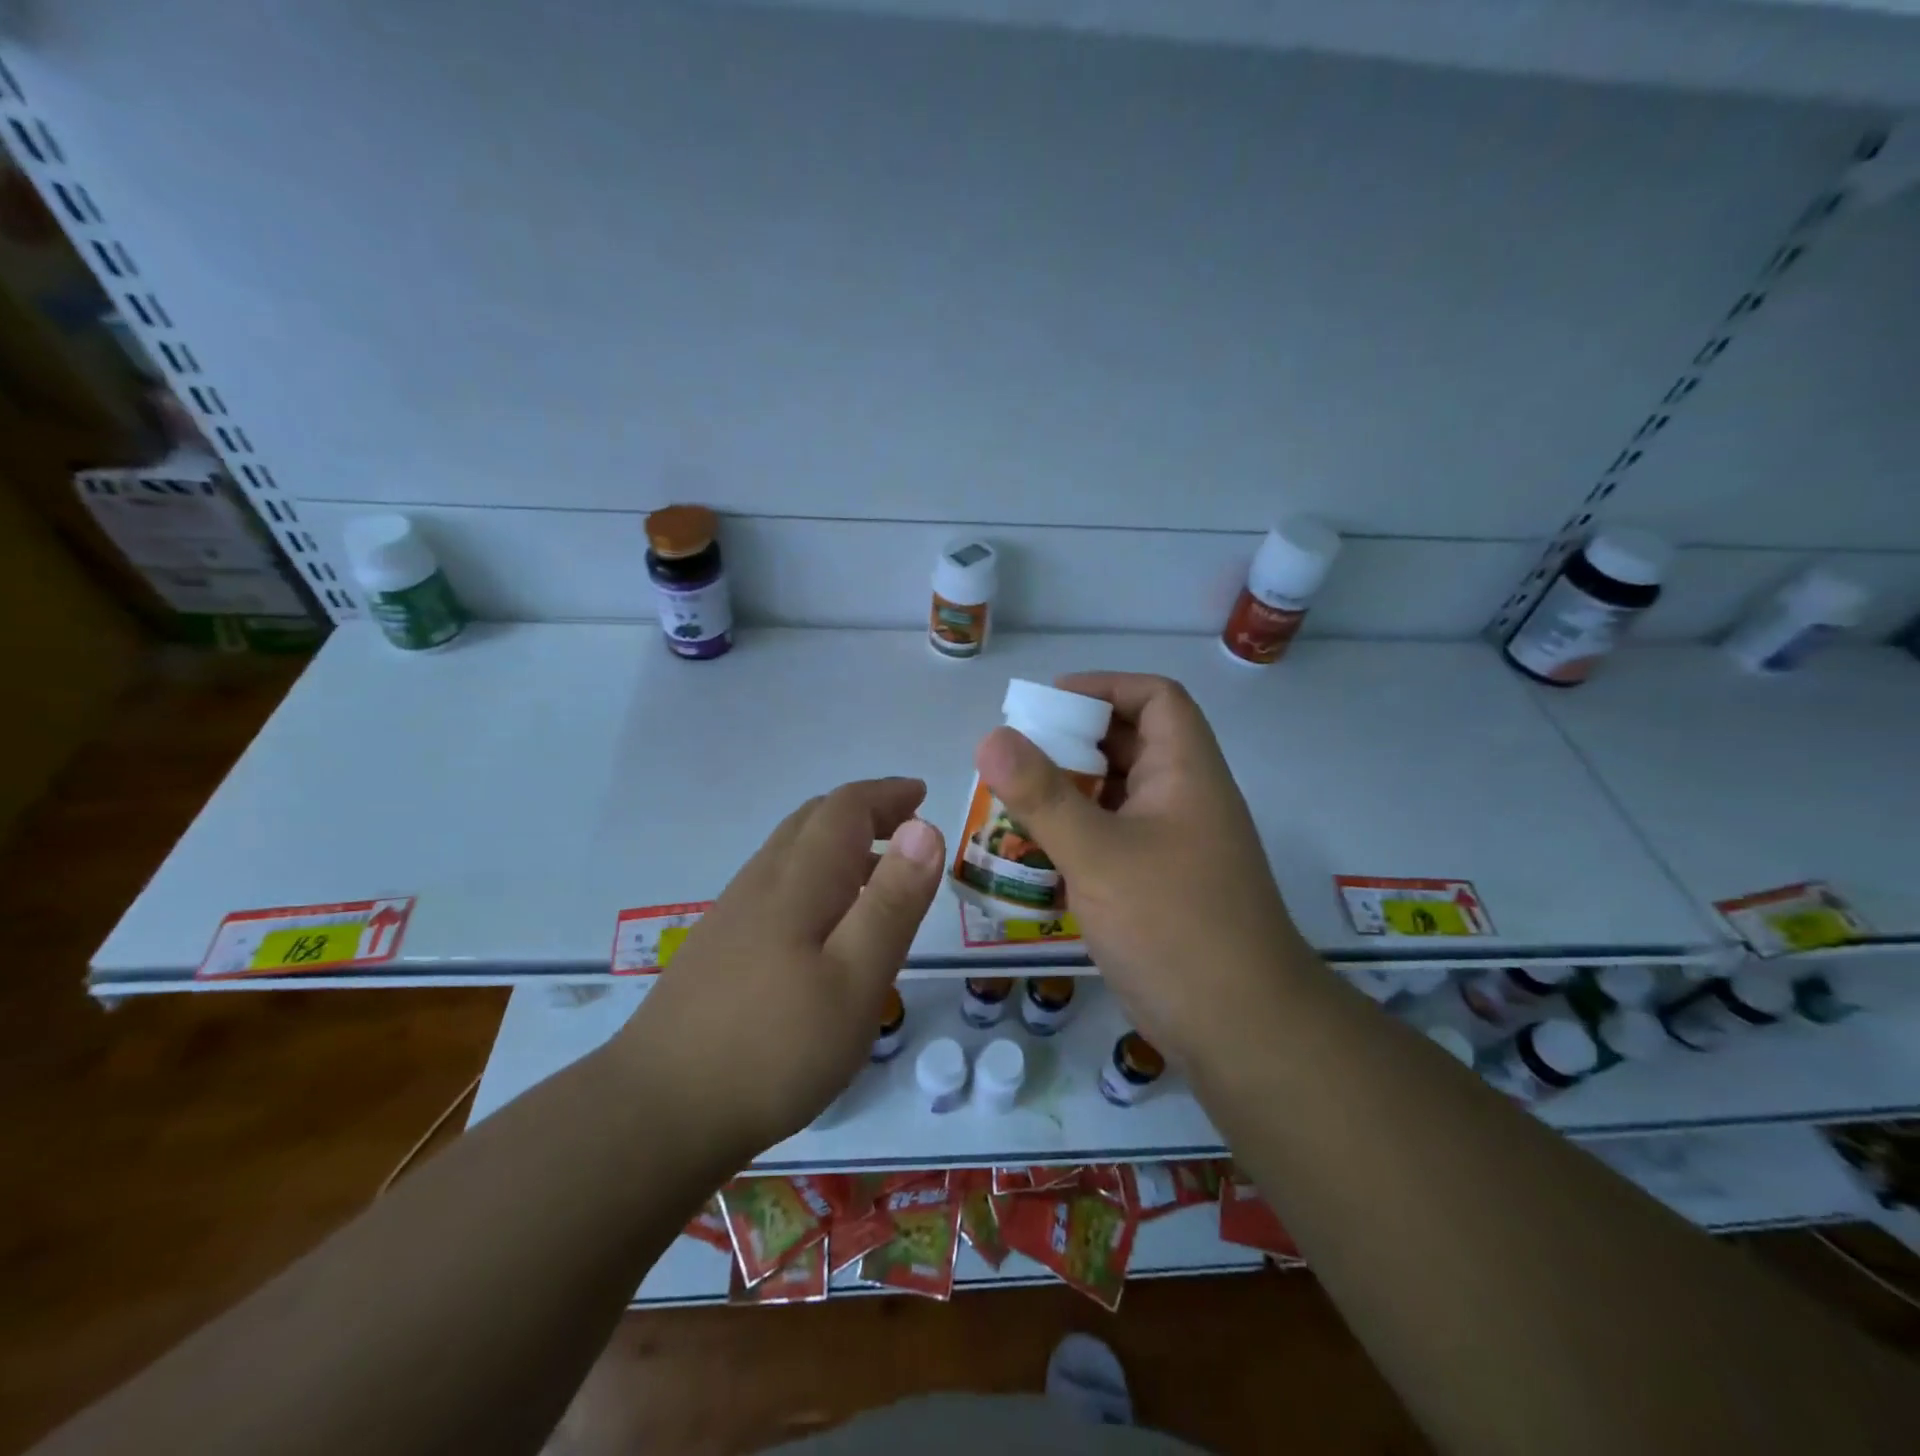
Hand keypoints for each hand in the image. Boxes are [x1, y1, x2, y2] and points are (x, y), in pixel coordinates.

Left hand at [613, 779, 944, 1164]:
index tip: (923, 794)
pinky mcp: (718, 948)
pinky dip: (815, 876)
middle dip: (865, 812)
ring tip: (879, 873)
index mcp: (799, 881)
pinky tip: (825, 925)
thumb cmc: (774, 1047)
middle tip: (908, 826)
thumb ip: (893, 903)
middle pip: (813, 821)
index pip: (845, 808)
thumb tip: (925, 828)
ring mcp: (733, 915)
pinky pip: (776, 886)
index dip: (887, 794)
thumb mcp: (855, 980)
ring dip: (839, 844)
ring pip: (791, 853)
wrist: (658, 1111)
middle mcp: (761, 883)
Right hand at [974, 673, 1314, 1066]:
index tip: (1046, 704)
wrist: (1242, 1030)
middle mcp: (1185, 799)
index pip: (1155, 698)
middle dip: (1071, 744)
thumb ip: (1043, 795)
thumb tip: (991, 737)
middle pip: (1129, 745)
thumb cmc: (1174, 925)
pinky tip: (1034, 858)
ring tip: (1010, 804)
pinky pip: (1112, 840)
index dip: (1104, 687)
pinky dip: (1075, 838)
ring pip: (1116, 797)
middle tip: (1013, 758)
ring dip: (1067, 794)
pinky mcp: (1160, 886)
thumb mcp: (1100, 854)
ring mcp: (1175, 846)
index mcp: (1186, 772)